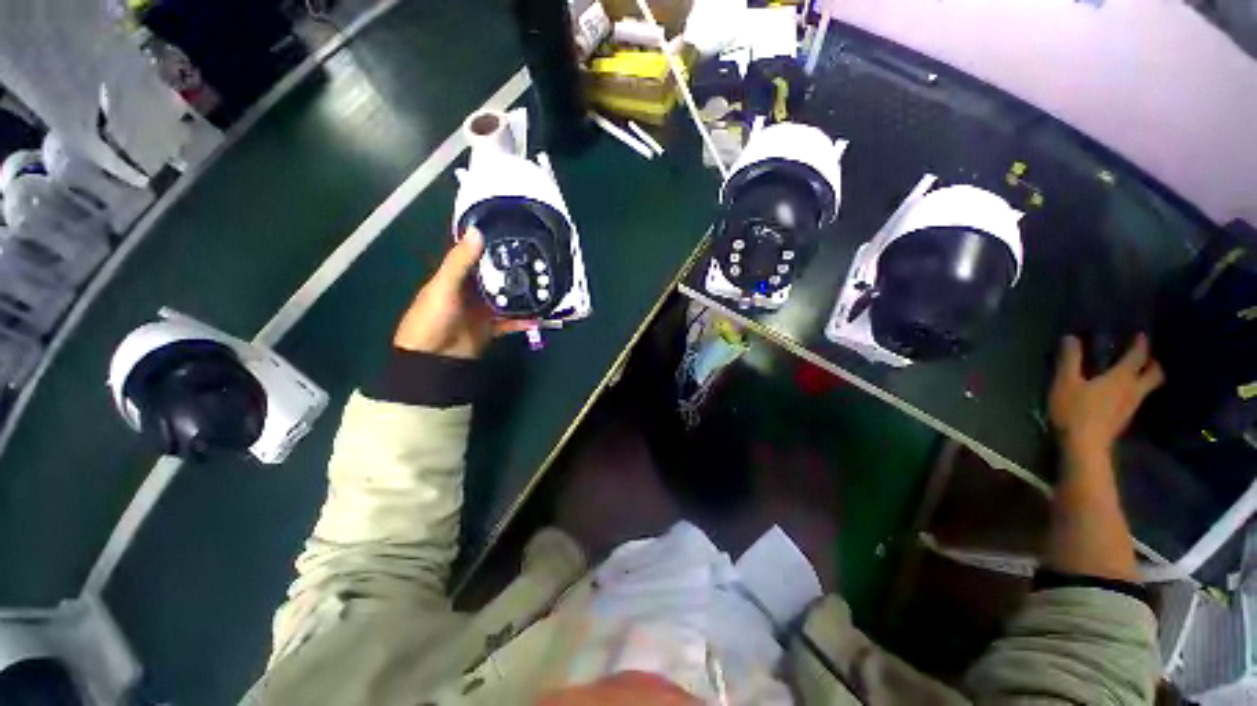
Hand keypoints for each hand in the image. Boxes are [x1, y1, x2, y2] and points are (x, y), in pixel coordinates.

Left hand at [393, 229, 533, 358]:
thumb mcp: (444, 286)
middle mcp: (471, 291)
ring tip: (544, 287)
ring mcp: (483, 310)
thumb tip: (477, 231)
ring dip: (522, 296)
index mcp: (456, 277)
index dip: (492, 245)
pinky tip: (538, 317)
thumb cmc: (432, 318)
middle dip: (513, 271)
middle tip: (538, 260)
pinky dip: (523, 321)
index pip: (476, 256)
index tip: (515, 234)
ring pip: (506, 299)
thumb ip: (460, 262)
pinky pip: (511, 322)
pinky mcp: (492, 327)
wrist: (433, 358)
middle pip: (495, 277)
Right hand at [1048, 334, 1164, 458]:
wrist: (1084, 446)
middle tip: (1146, 356)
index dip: (1141, 345)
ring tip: (1134, 373)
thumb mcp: (1065, 382)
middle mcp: (1133, 390)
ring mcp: (1131, 407)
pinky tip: (1122, 393)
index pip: (1138, 357)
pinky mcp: (1124, 419)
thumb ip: (1070, 360)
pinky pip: (1137, 399)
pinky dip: (1134, 391)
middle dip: (1153, 364)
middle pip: (1154, 374)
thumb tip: (1072, 338)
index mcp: (1121, 378)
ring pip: (1147, 388)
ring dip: (1145, 378)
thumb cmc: (1075, 410)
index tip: (1142, 335)